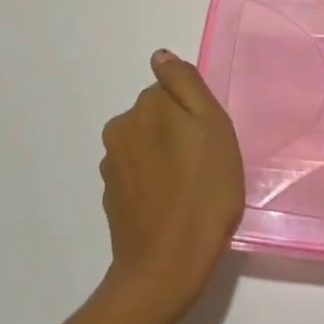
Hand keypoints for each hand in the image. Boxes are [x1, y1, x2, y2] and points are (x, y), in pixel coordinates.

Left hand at [97, 49, 244, 323]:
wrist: (166, 267)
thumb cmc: (203, 192)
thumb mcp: (212, 125)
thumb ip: (185, 83)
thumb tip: (160, 56)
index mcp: (145, 106)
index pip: (171, 89)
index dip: (194, 111)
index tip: (208, 138)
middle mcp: (120, 128)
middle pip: (156, 115)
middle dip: (177, 132)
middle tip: (204, 164)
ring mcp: (111, 165)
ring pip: (146, 145)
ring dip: (165, 157)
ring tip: (190, 190)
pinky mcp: (111, 197)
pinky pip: (138, 174)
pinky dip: (153, 182)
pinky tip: (171, 206)